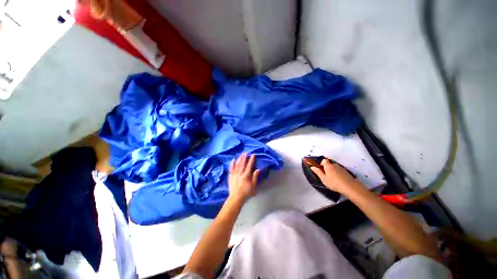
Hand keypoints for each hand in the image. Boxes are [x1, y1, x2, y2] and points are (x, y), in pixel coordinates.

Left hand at [228, 153, 260, 201]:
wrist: (236, 197)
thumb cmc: (246, 192)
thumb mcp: (253, 186)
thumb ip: (255, 177)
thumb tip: (258, 169)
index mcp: (246, 175)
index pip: (249, 165)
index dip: (251, 159)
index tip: (253, 155)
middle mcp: (240, 173)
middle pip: (242, 163)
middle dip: (245, 157)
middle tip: (246, 152)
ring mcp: (234, 174)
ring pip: (237, 164)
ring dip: (239, 159)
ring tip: (241, 154)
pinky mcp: (230, 176)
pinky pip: (231, 168)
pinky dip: (232, 164)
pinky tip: (233, 160)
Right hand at [311, 159, 360, 193]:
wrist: (350, 187)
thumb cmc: (334, 183)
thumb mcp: (323, 179)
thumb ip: (318, 172)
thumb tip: (312, 167)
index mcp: (328, 166)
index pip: (324, 160)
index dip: (322, 163)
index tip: (321, 169)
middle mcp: (335, 165)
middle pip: (329, 163)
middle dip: (327, 167)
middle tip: (326, 175)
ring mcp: (341, 168)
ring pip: (335, 167)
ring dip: (332, 170)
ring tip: (332, 178)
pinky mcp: (346, 172)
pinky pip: (339, 170)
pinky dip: (338, 173)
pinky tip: (338, 179)